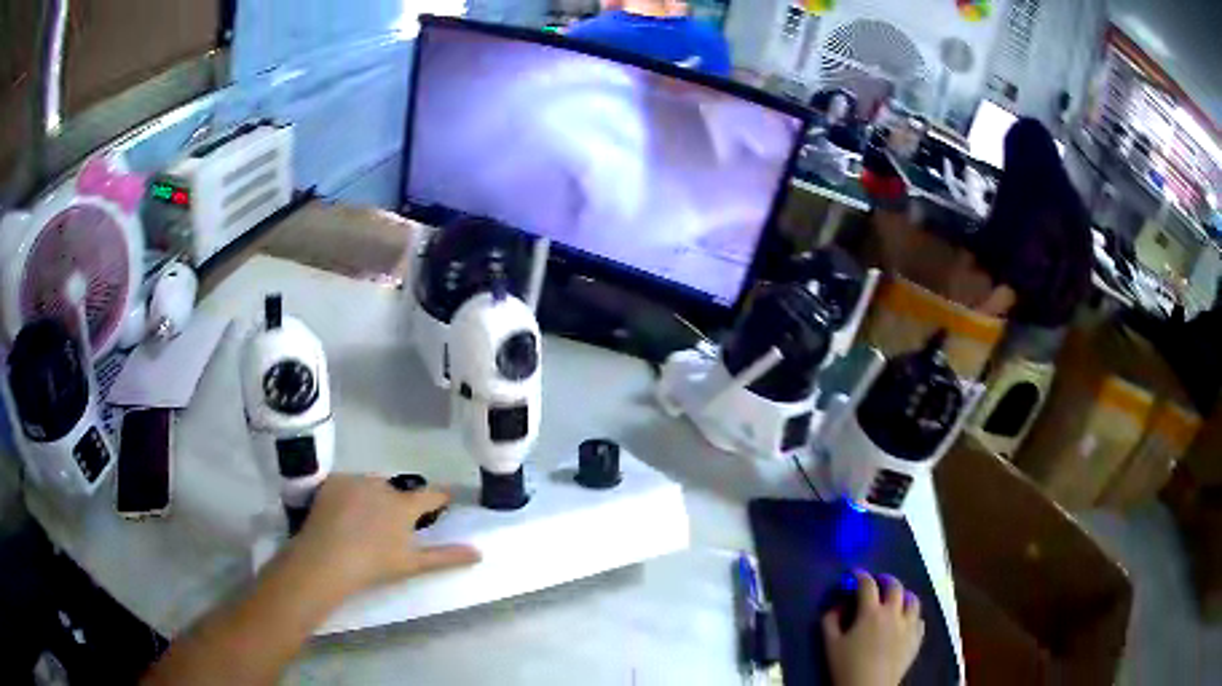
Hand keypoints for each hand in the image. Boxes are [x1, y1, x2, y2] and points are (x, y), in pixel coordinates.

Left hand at [285, 474, 479, 600]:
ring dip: (373, 496)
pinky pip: (347, 483)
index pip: (430, 495)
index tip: (445, 501)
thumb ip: (446, 556)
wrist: (326, 559)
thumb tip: (479, 553)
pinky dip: (349, 494)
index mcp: (404, 505)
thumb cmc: (374, 565)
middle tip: (392, 524)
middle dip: (399, 502)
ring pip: (371, 485)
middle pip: (397, 490)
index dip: (439, 499)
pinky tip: (342, 513)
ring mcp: (354, 480)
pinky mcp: (332, 481)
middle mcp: (382, 485)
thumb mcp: (413, 564)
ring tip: (364, 519)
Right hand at [823, 570, 924, 685]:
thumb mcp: (830, 644)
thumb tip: (838, 605)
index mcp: (871, 612)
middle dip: (885, 579)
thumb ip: (830, 620)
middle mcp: (893, 613)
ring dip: (903, 595)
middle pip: (895, 586)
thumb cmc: (846, 667)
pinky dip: (911, 616)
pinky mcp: (917, 638)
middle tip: (877, 582)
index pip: (867, 584)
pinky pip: (919, 620)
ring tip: (895, 600)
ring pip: (913, 600)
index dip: (860, 575)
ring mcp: (909, 625)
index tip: (854, 574)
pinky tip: (904, 623)